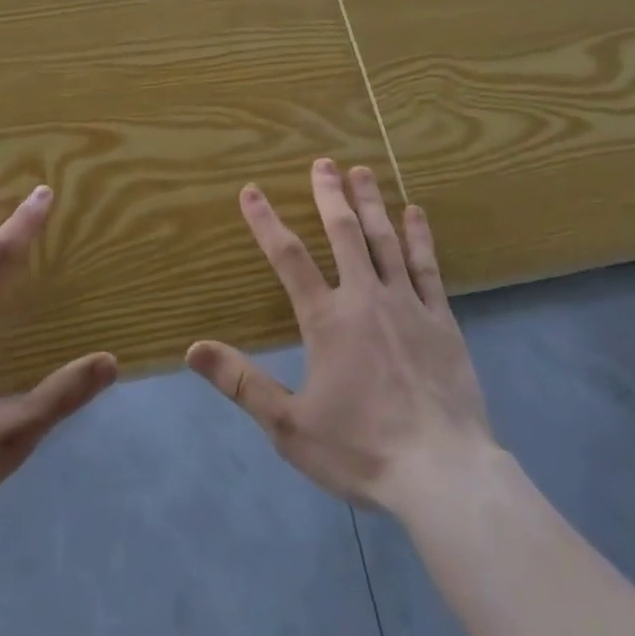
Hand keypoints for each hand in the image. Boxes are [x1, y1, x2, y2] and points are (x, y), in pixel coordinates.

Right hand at [186, 159, 493, 516]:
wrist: (442, 473)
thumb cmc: (360, 449)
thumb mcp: (290, 426)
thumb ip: (242, 383)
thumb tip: (193, 350)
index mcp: (326, 320)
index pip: (288, 259)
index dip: (266, 222)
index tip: (251, 190)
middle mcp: (364, 298)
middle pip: (343, 233)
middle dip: (329, 195)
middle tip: (323, 162)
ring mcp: (406, 304)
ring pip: (384, 240)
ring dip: (370, 202)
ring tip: (361, 171)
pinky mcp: (441, 318)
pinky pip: (426, 266)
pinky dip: (419, 236)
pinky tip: (415, 212)